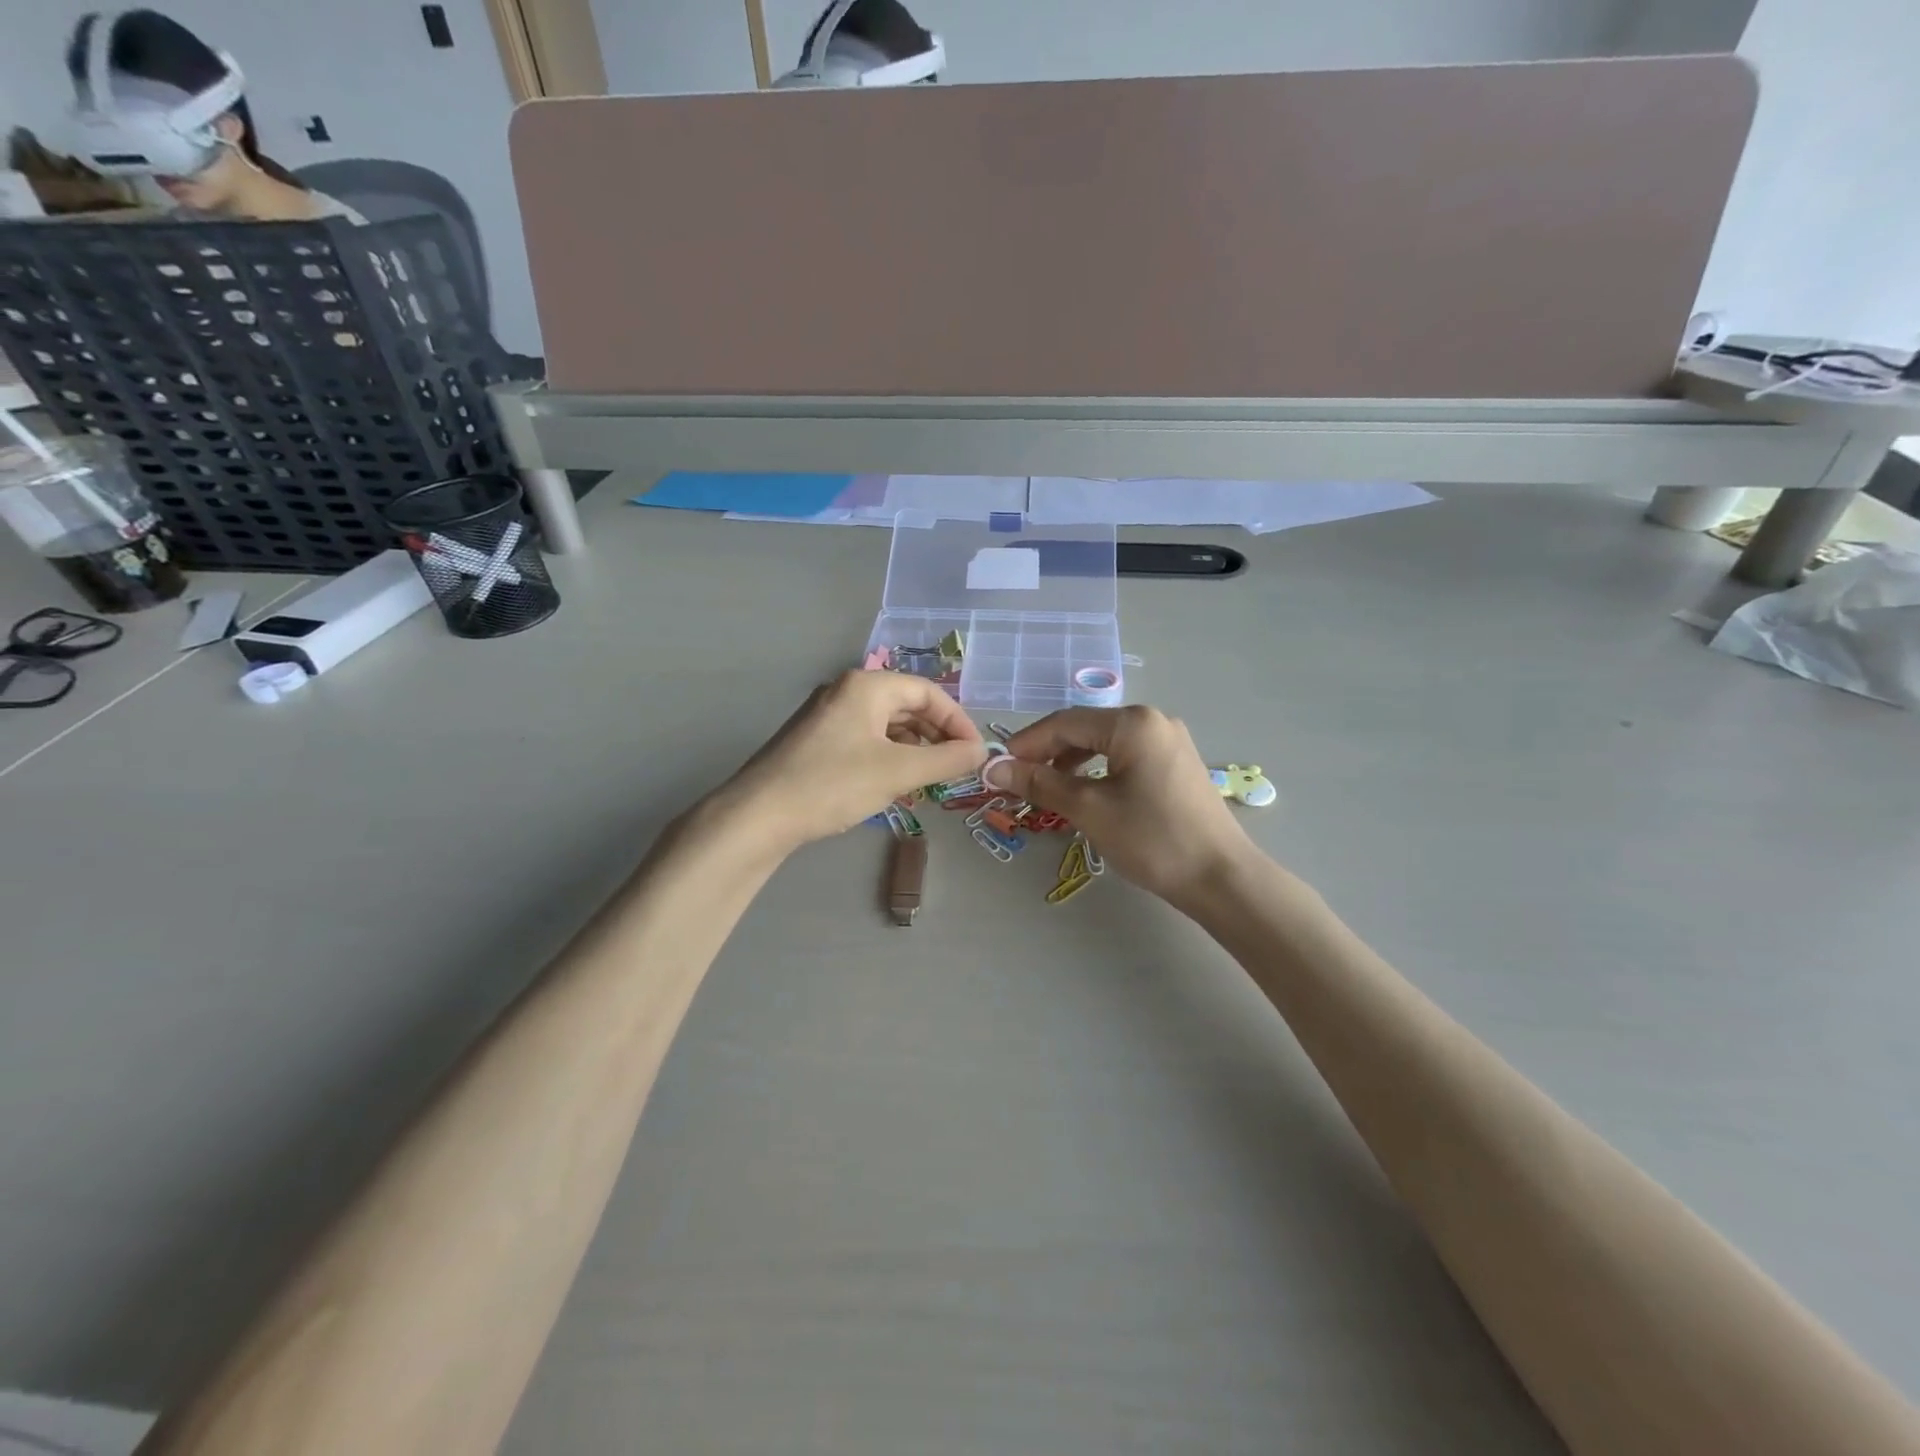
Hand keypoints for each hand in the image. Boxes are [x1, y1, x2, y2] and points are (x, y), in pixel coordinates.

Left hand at [720, 671, 986, 850]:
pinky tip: (892, 784)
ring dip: (913, 748)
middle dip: (935, 735)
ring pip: (885, 725)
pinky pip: (864, 739)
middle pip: (906, 705)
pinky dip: (887, 757)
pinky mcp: (814, 741)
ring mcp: (826, 716)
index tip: (974, 753)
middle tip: (954, 768)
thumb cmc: (833, 784)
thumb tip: (981, 752)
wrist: (759, 815)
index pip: (927, 692)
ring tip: (927, 780)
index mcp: (866, 686)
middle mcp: (845, 691)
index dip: (957, 721)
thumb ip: (946, 760)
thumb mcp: (898, 772)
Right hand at [987, 705, 1253, 906]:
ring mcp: (1168, 741)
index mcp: (1133, 722)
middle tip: (1017, 782)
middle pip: (1084, 729)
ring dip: (1070, 763)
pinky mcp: (1175, 763)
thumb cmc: (1152, 839)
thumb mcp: (1090, 809)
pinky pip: (1124, 756)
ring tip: (1046, 790)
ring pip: (1104, 744)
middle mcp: (1152, 720)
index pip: (1064, 722)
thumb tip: (994, 769)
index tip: (997, 768)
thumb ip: (1040, 783)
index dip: (1026, 744)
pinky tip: (1084, 792)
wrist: (1220, 878)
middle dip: (1047, 754)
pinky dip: (1097, 770)